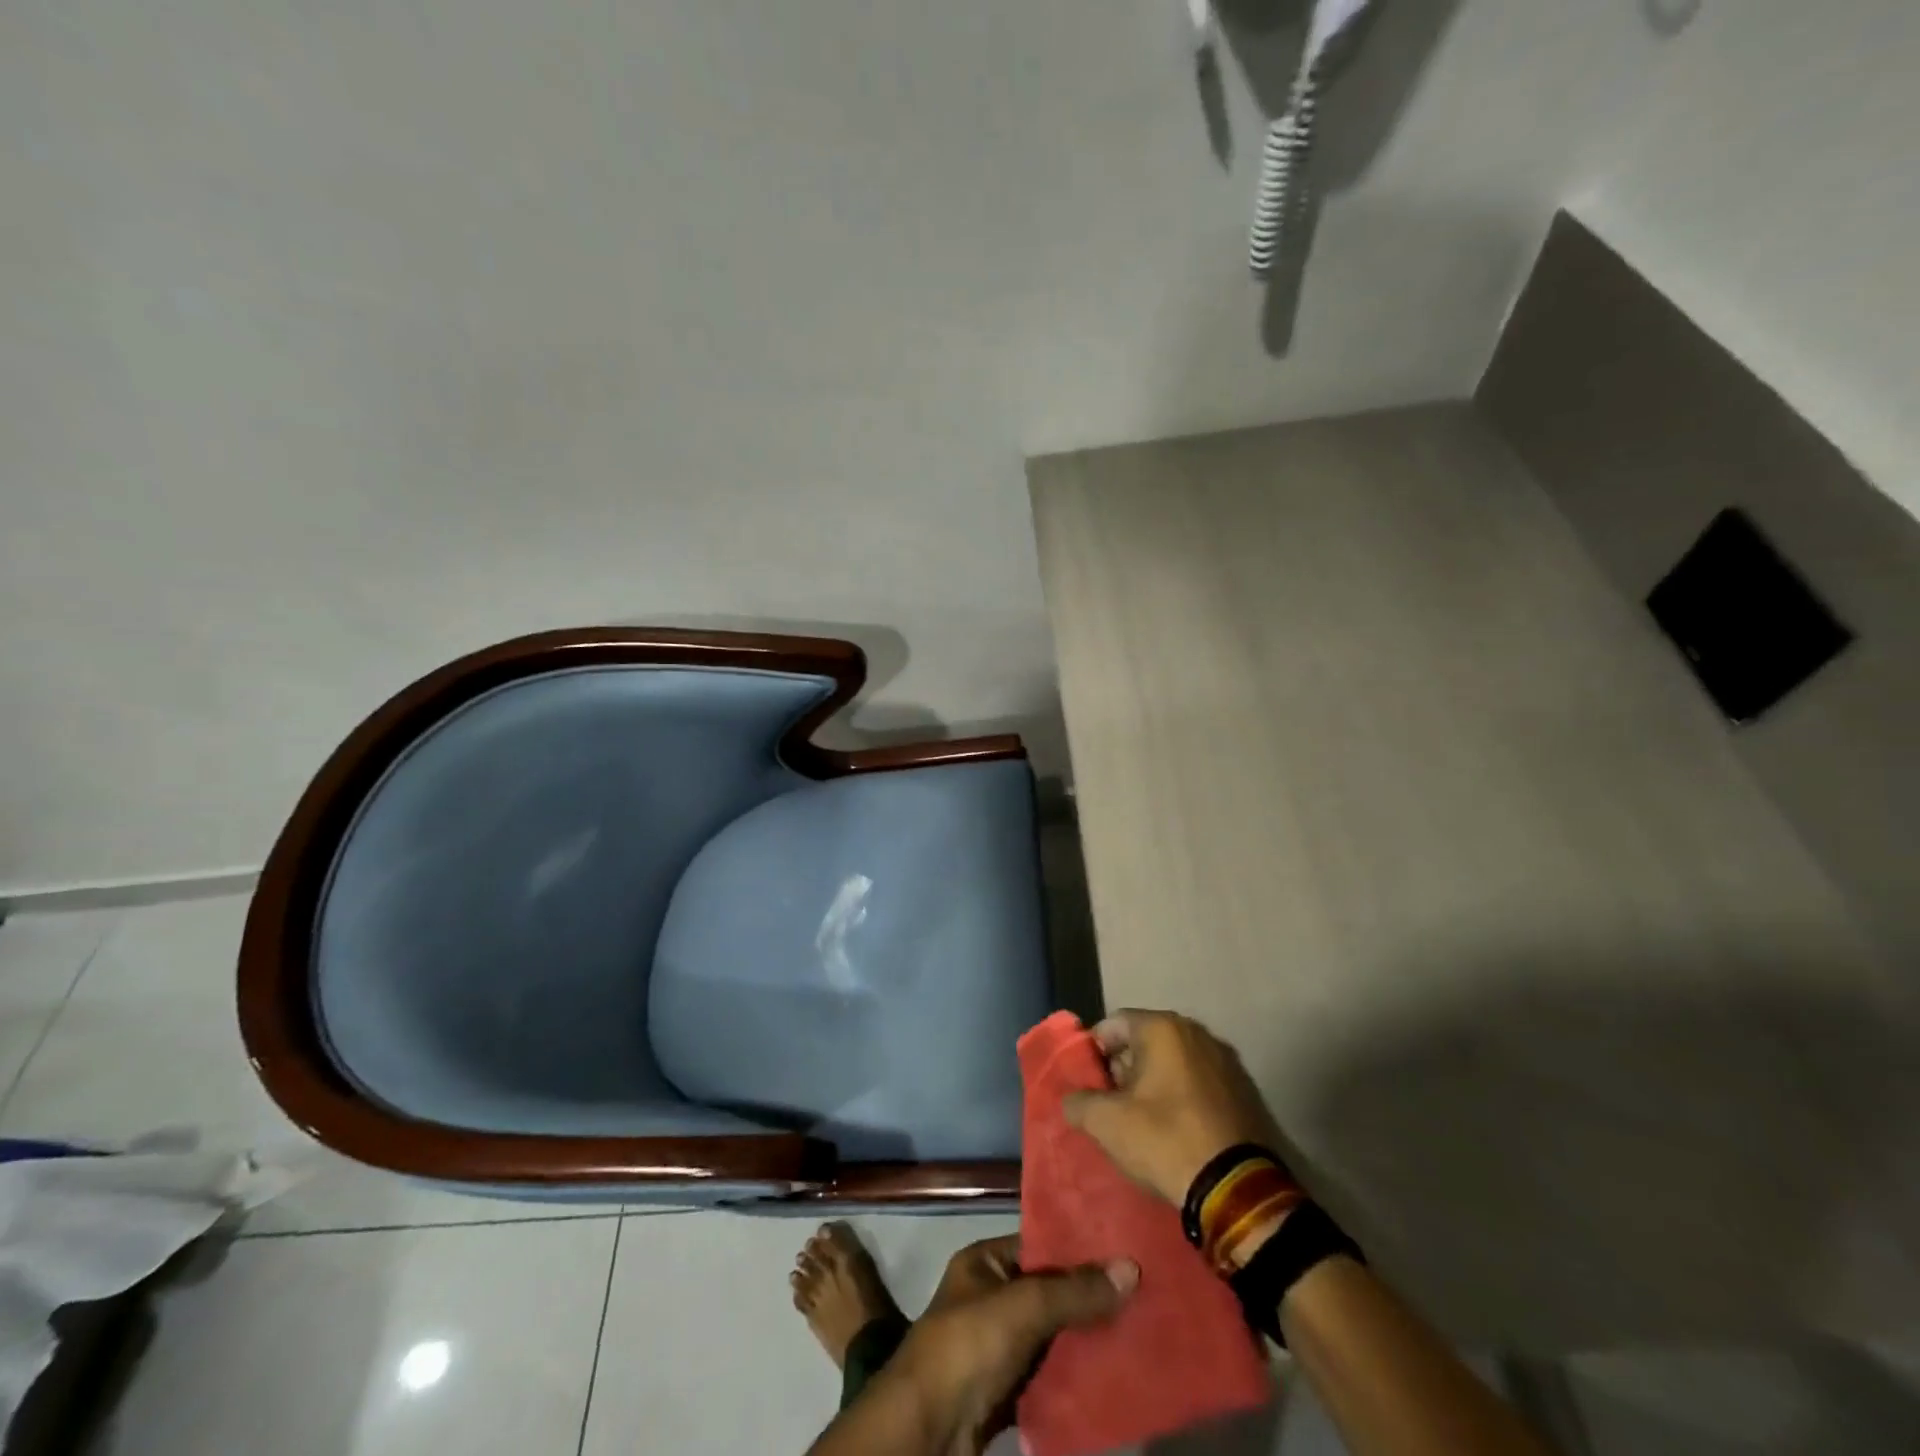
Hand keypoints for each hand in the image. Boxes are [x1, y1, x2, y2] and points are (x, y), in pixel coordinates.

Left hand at [890, 1235, 1136, 1454]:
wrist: (926, 1432)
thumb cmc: (969, 1346)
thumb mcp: (1023, 1307)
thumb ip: (1074, 1291)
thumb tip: (1131, 1267)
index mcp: (984, 1262)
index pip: (1039, 1244)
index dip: (1078, 1247)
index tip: (1124, 1250)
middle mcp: (990, 1297)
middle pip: (1048, 1292)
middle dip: (1088, 1298)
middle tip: (1140, 1293)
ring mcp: (997, 1347)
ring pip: (1051, 1336)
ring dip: (1085, 1341)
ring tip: (1136, 1331)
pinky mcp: (1006, 1392)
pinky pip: (1048, 1378)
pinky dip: (1074, 1379)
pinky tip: (1112, 1376)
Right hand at [1063, 1008, 1282, 1208]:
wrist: (1239, 1189)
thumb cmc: (1166, 1140)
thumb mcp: (1107, 1124)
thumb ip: (1079, 1102)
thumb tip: (1072, 1100)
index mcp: (1162, 1027)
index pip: (1112, 1024)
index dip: (1094, 1052)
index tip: (1088, 1085)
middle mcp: (1196, 1032)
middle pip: (1145, 1040)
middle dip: (1124, 1068)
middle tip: (1112, 1105)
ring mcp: (1226, 1060)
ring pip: (1174, 1062)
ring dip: (1154, 1083)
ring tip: (1142, 1121)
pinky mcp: (1245, 1090)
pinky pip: (1200, 1082)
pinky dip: (1183, 1096)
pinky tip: (1176, 1129)